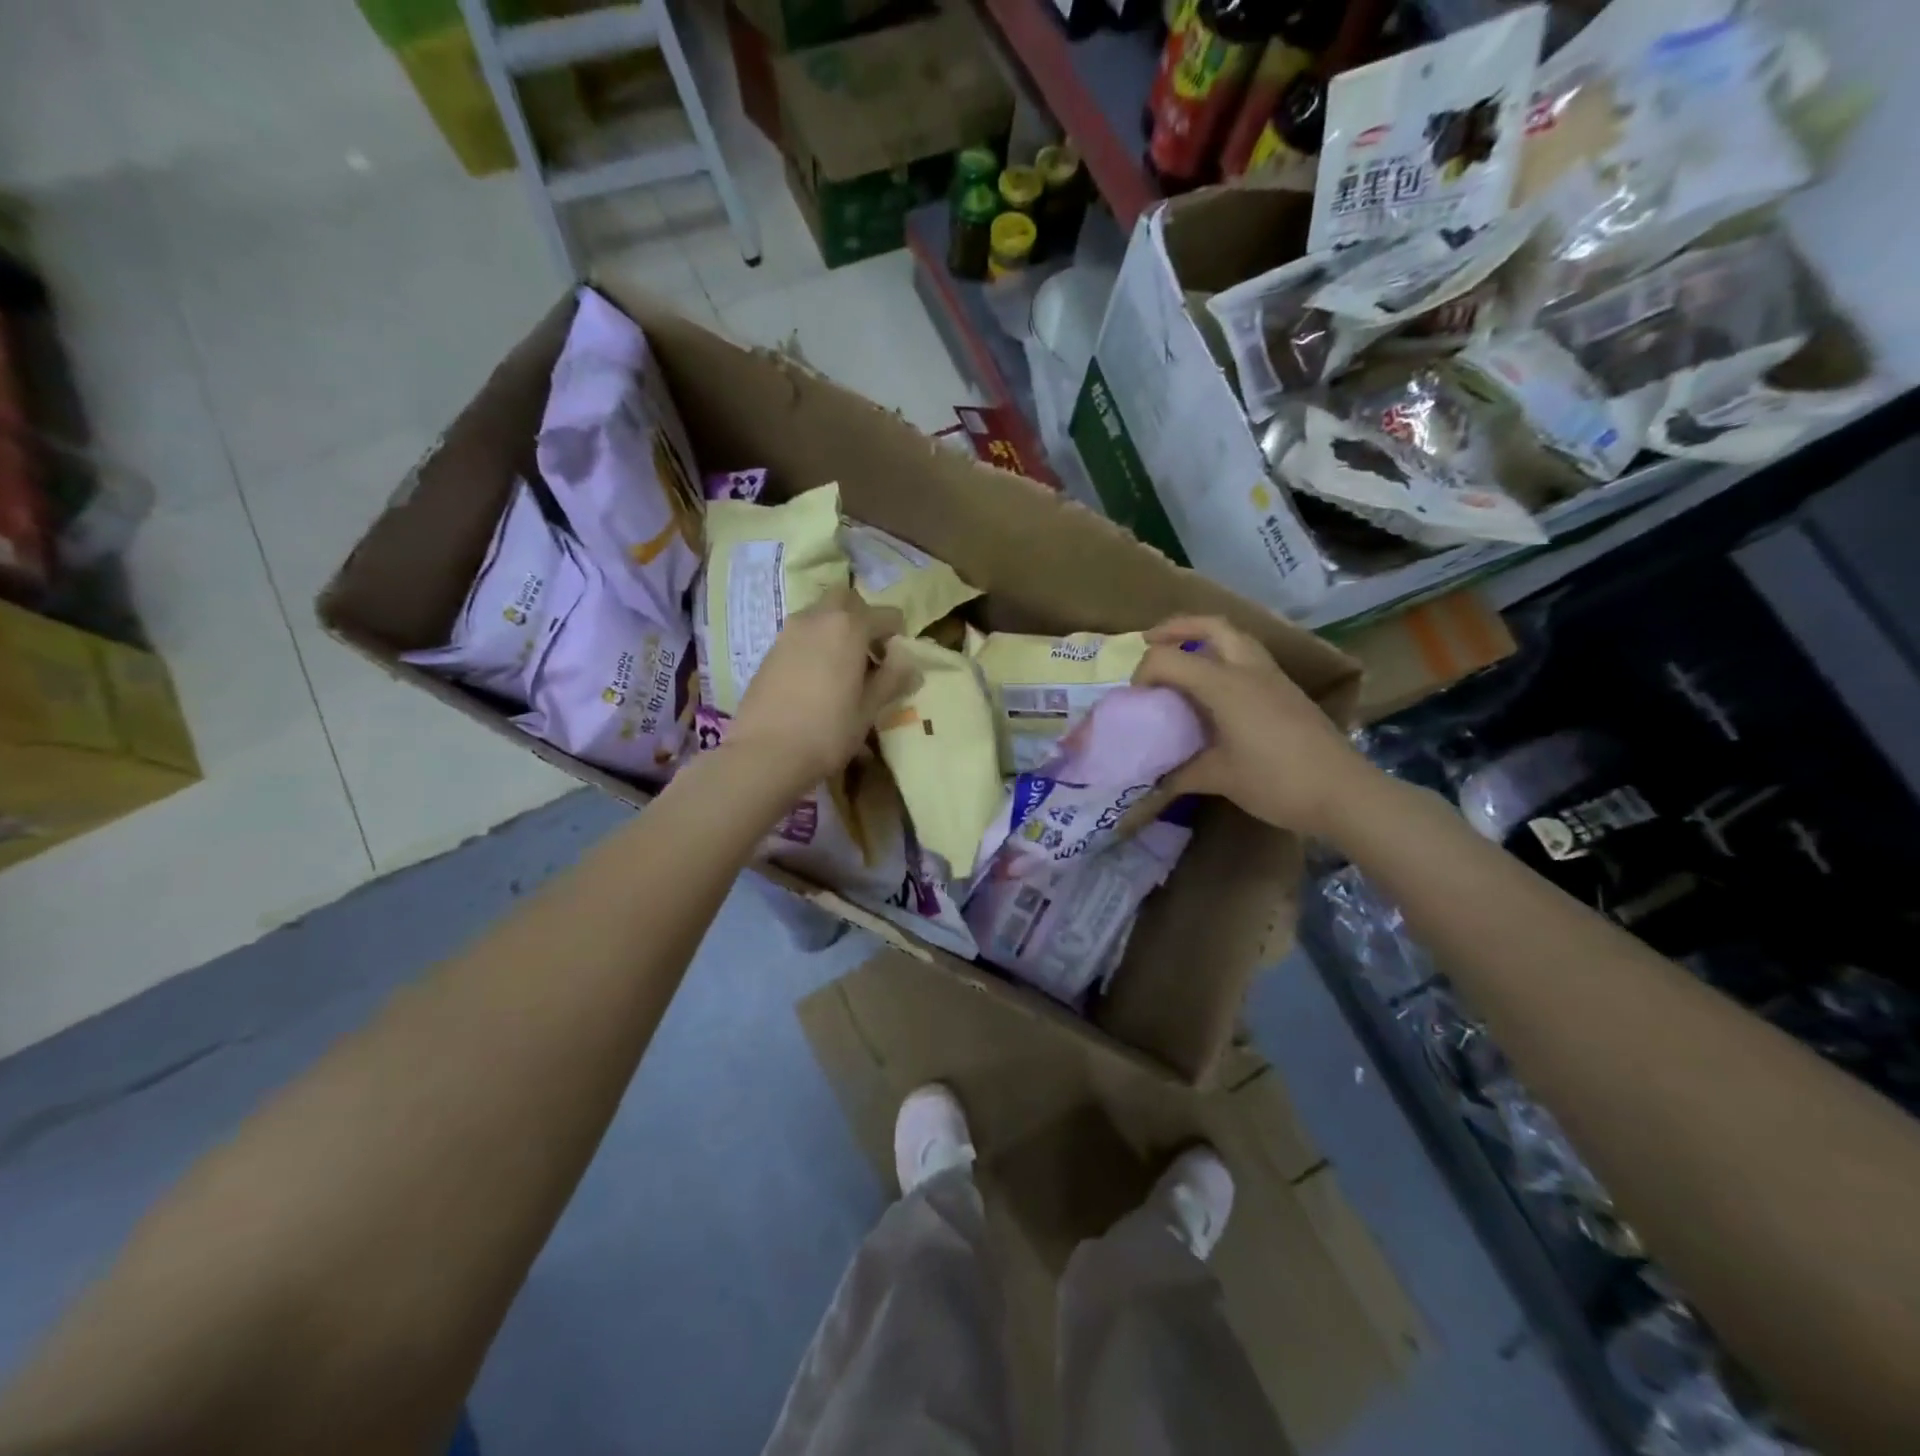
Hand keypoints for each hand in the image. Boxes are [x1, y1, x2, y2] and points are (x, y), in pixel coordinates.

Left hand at [727, 587, 918, 789]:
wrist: (764, 753)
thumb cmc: (827, 731)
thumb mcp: (869, 709)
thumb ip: (892, 679)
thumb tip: (909, 662)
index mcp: (849, 626)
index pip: (886, 615)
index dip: (897, 635)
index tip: (897, 662)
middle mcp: (817, 618)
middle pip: (846, 599)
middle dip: (862, 617)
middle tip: (869, 652)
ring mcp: (788, 631)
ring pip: (820, 613)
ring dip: (836, 629)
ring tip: (844, 668)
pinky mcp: (770, 650)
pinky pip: (801, 633)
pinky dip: (815, 643)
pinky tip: (817, 679)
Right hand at [1132, 615, 1374, 837]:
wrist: (1344, 792)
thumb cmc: (1276, 782)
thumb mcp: (1220, 778)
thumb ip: (1182, 773)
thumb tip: (1157, 780)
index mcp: (1225, 685)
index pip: (1169, 659)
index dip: (1144, 672)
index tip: (1136, 699)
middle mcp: (1248, 669)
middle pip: (1210, 626)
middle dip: (1176, 628)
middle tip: (1151, 642)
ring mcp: (1273, 677)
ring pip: (1234, 637)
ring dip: (1203, 639)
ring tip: (1182, 659)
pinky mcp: (1287, 691)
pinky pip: (1248, 658)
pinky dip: (1223, 658)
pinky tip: (1214, 689)